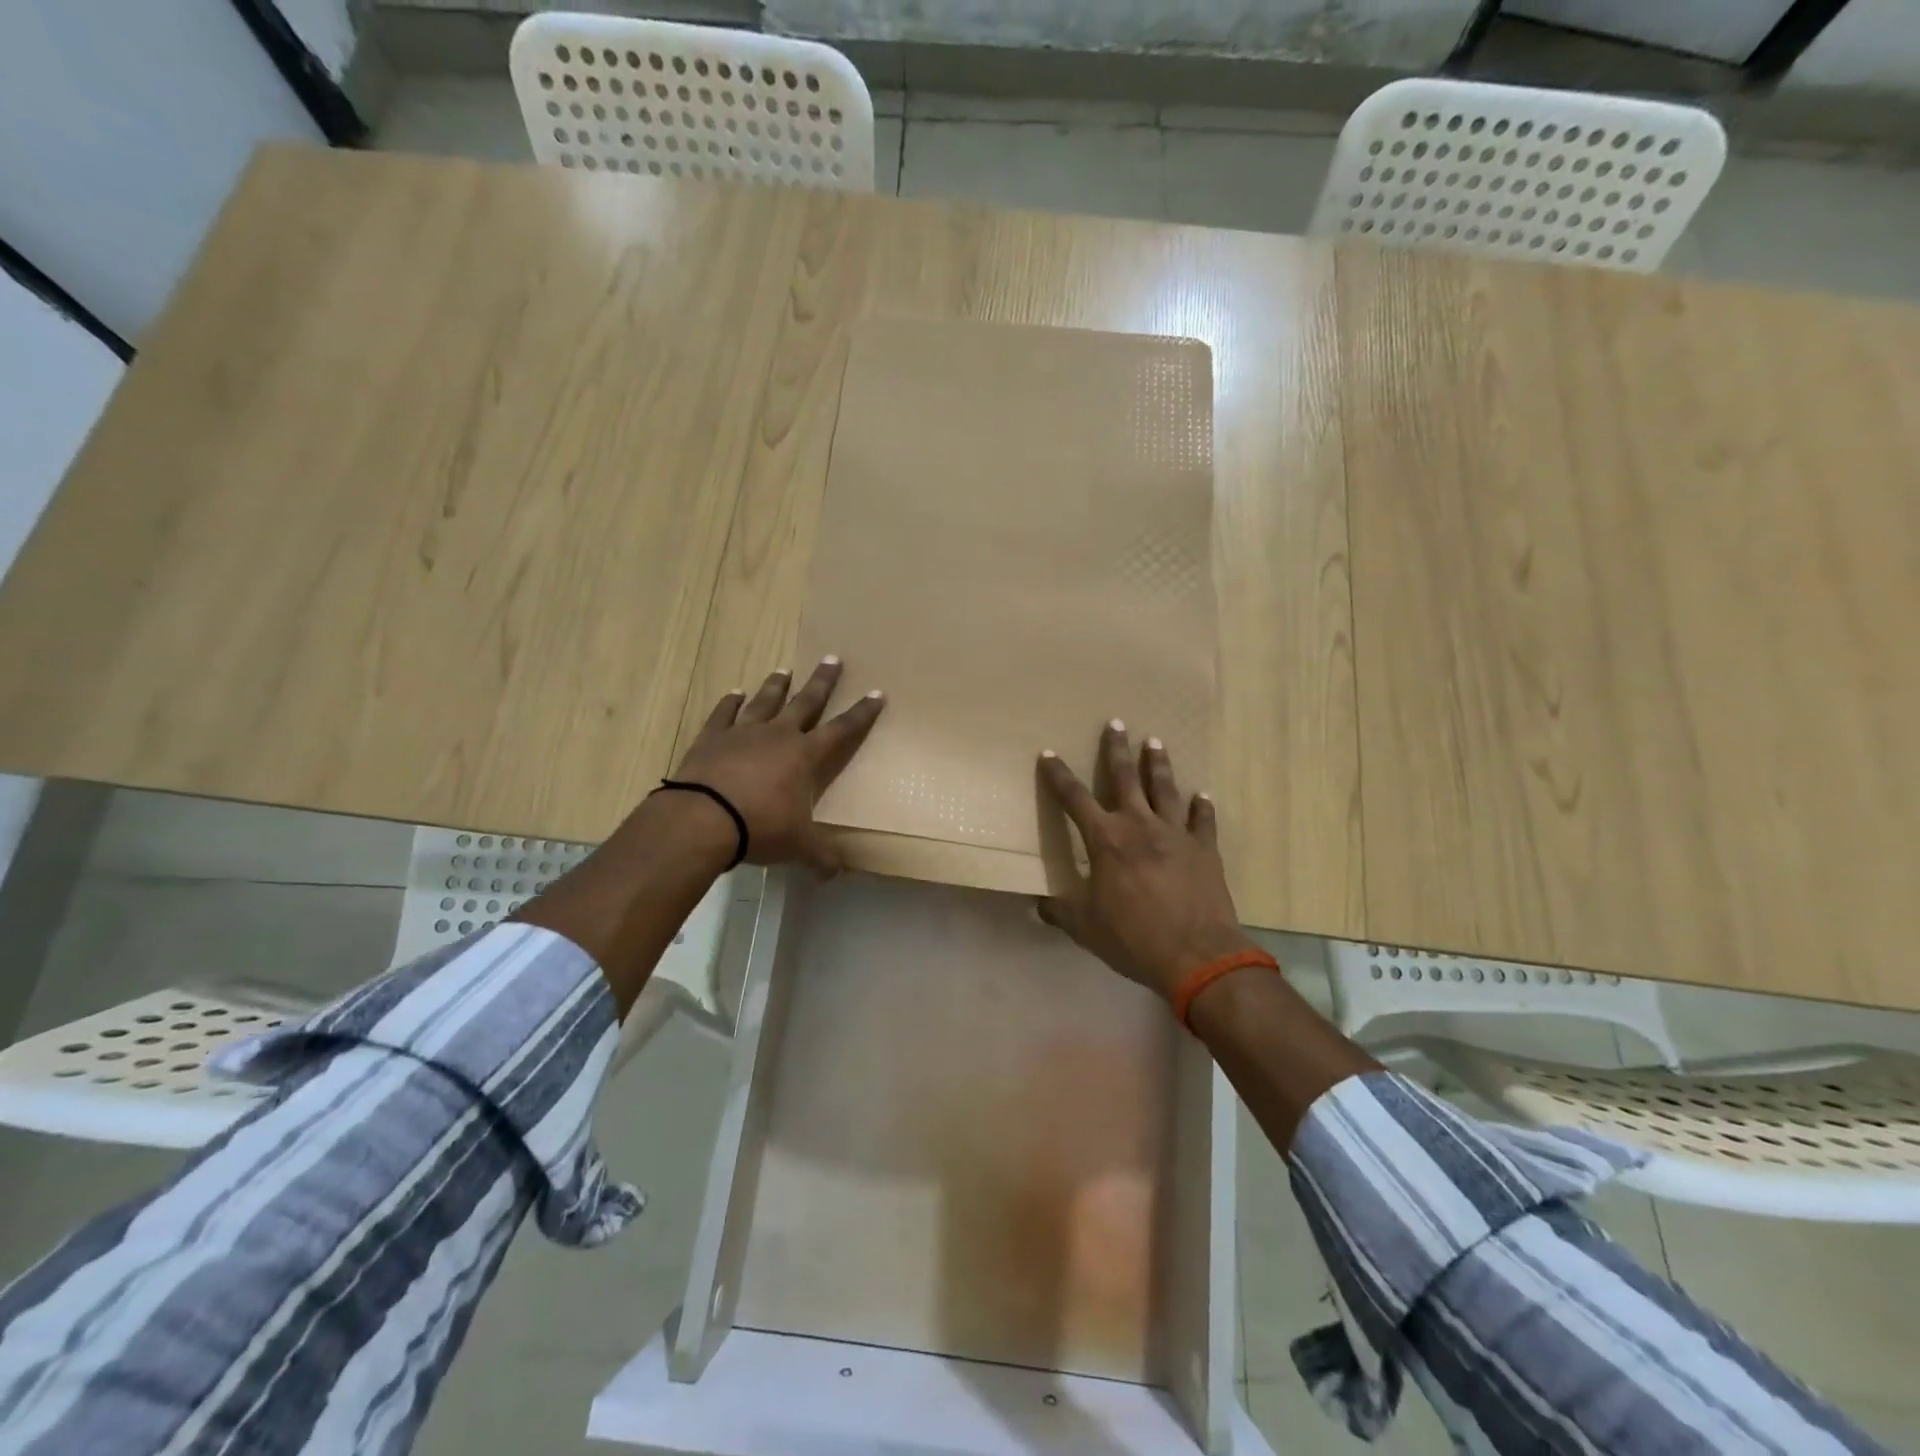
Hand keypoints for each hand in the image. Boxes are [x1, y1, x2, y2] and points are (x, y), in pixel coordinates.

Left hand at [670, 657, 884, 873]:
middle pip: (806, 701)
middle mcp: (778, 735)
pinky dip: (730, 702)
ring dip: (777, 685)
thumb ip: (820, 856)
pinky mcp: (712, 737)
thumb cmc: (759, 827)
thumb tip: (838, 873)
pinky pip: (724, 713)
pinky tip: (734, 693)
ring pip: (765, 700)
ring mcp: (743, 732)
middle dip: (822, 681)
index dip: (861, 713)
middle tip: (832, 658)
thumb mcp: (798, 846)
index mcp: (805, 756)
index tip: (877, 693)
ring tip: (784, 670)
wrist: (702, 819)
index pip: (842, 729)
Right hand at [1036, 721, 1255, 1001]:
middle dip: (1117, 749)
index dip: (1059, 776)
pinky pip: (1203, 821)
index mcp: (1106, 840)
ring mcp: (1176, 834)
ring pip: (1165, 789)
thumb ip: (1061, 911)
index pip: (1074, 799)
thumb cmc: (1134, 938)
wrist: (1197, 955)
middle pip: (1125, 778)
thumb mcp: (1086, 927)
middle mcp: (1139, 826)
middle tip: (1117, 722)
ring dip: (1158, 764)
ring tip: (1155, 742)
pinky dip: (1202, 806)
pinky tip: (1203, 795)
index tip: (1049, 754)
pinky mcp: (1205, 849)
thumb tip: (1039, 905)